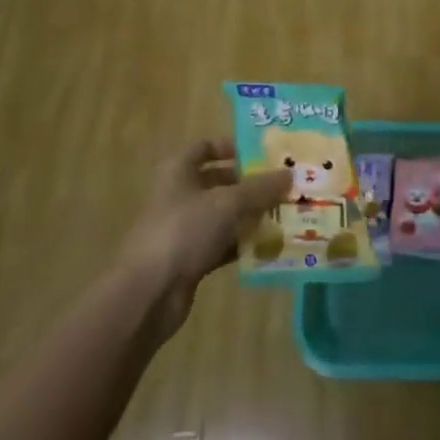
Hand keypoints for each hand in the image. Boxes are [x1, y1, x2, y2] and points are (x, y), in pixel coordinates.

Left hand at [125, 139, 289, 340]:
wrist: (149, 293)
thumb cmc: (184, 231)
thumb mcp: (228, 203)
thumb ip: (261, 188)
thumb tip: (291, 174)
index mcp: (179, 170)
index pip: (207, 147)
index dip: (234, 146)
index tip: (265, 153)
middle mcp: (180, 194)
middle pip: (220, 181)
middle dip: (251, 183)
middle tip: (285, 184)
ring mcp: (184, 228)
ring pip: (224, 214)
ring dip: (251, 214)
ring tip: (286, 212)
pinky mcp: (190, 258)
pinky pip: (223, 243)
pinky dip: (243, 243)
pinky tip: (270, 245)